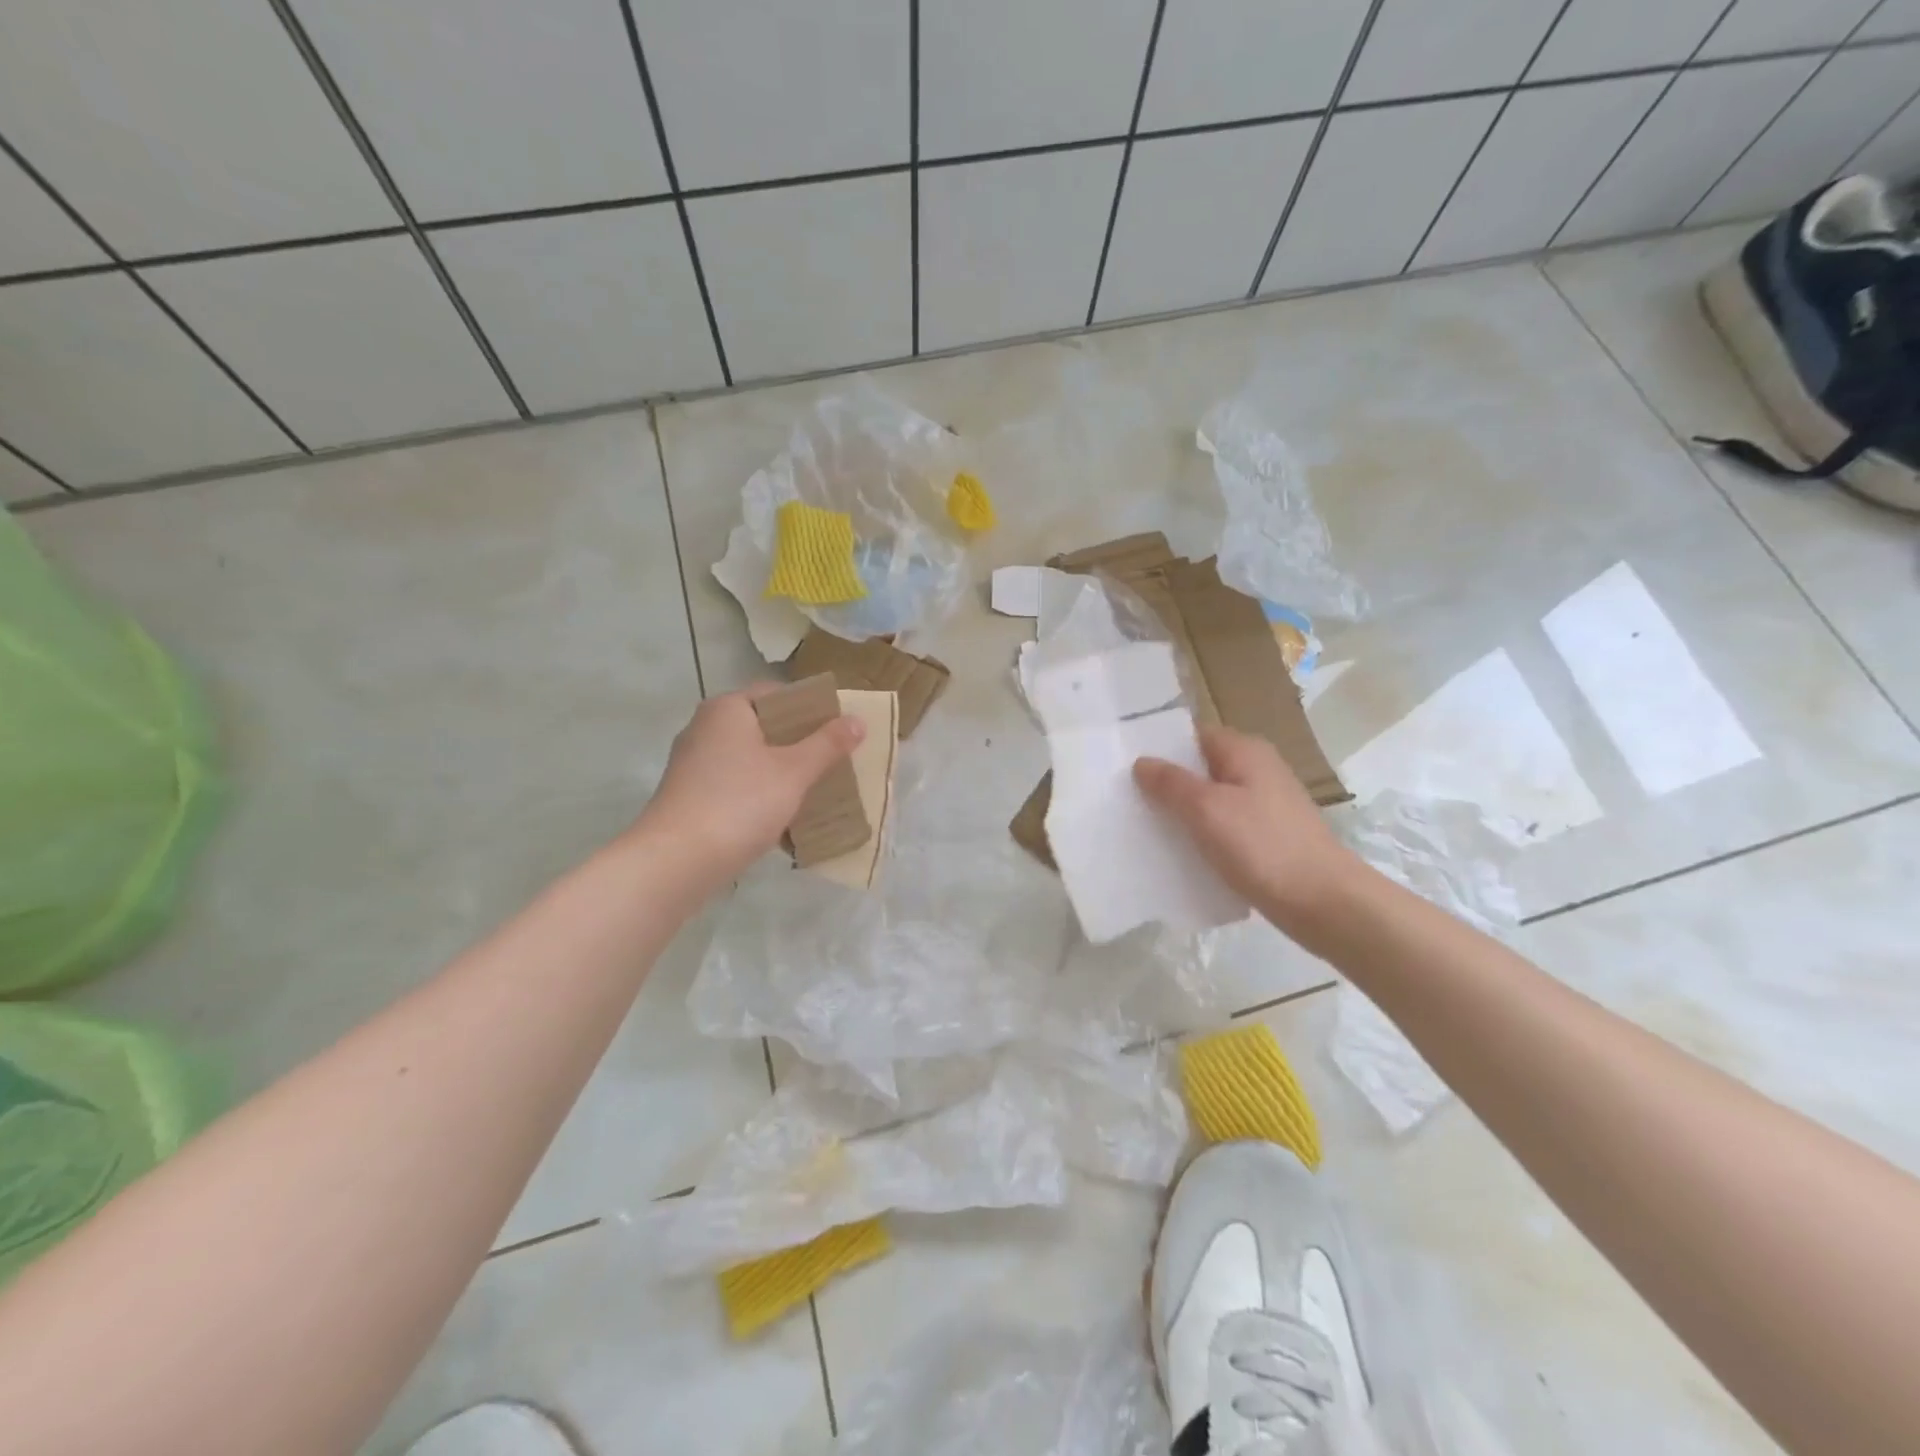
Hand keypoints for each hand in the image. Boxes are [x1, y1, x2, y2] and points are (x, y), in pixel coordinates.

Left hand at [636, 685, 863, 885]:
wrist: (676, 862)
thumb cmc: (740, 803)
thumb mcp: (794, 772)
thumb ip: (827, 744)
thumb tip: (857, 721)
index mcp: (727, 709)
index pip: (777, 694)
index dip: (811, 707)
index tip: (838, 729)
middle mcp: (704, 728)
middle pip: (763, 726)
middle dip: (799, 743)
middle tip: (834, 760)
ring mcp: (693, 764)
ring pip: (750, 759)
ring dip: (781, 772)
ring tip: (816, 789)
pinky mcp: (689, 797)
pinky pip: (735, 785)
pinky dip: (759, 794)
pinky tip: (783, 816)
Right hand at [1134, 725, 1361, 936]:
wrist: (1324, 903)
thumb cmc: (1262, 846)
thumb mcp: (1207, 809)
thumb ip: (1171, 783)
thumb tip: (1142, 762)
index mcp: (1245, 751)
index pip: (1192, 735)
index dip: (1160, 747)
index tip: (1123, 764)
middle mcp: (1257, 770)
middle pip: (1201, 768)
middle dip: (1166, 783)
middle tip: (1125, 798)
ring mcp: (1265, 805)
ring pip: (1211, 800)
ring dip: (1182, 812)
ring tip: (1143, 826)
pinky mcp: (1267, 837)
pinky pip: (1224, 827)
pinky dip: (1202, 836)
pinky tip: (1178, 854)